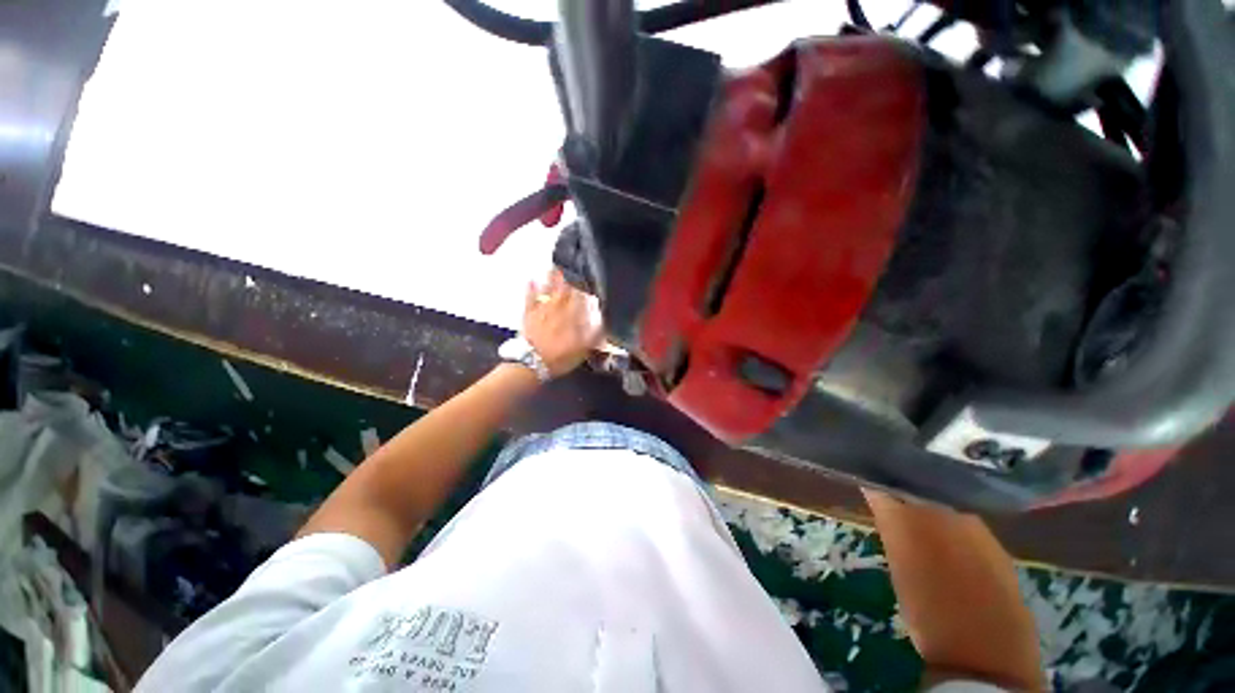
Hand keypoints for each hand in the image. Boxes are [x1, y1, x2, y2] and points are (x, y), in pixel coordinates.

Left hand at [524, 270, 603, 376]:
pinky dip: (531, 289)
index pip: (579, 298)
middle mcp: (558, 310)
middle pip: (564, 290)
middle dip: (568, 278)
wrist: (532, 364)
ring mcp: (542, 311)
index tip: (586, 276)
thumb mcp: (583, 350)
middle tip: (570, 265)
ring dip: (551, 278)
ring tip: (554, 266)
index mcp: (572, 318)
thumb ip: (594, 335)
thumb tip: (605, 322)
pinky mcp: (529, 315)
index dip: (583, 287)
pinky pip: (530, 298)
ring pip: (548, 290)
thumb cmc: (559, 358)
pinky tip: (531, 279)